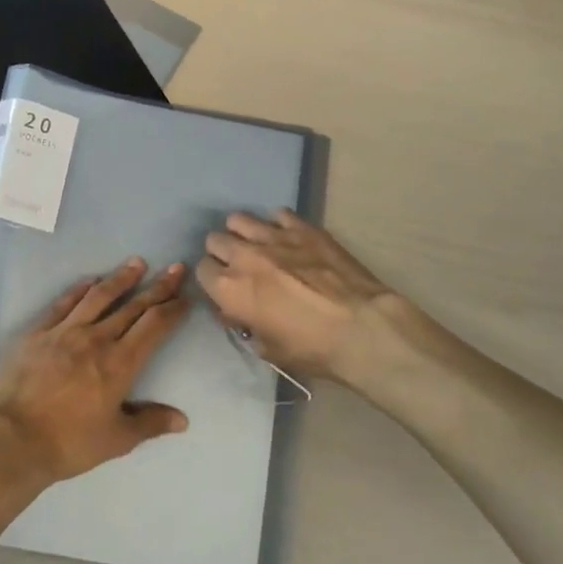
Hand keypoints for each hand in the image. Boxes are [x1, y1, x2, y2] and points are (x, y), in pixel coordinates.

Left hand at [0, 259, 191, 482]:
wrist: (13, 438)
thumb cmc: (69, 442)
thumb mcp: (116, 440)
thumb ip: (150, 423)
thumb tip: (182, 419)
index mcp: (120, 363)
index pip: (154, 326)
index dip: (173, 309)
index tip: (186, 297)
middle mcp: (97, 338)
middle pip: (133, 306)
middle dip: (158, 286)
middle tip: (175, 268)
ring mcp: (65, 331)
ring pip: (99, 296)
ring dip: (121, 278)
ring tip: (137, 262)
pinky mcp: (38, 332)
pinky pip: (63, 303)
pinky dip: (80, 289)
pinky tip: (91, 280)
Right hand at [196, 210, 403, 383]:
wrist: (361, 328)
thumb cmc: (312, 348)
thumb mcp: (268, 349)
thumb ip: (246, 325)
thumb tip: (239, 312)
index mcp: (229, 289)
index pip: (201, 270)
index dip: (212, 280)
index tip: (225, 289)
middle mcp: (244, 256)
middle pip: (215, 240)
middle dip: (223, 253)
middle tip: (241, 267)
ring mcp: (274, 237)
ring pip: (239, 219)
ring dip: (243, 233)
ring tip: (259, 246)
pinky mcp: (302, 228)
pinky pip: (278, 214)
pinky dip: (278, 225)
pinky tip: (289, 239)